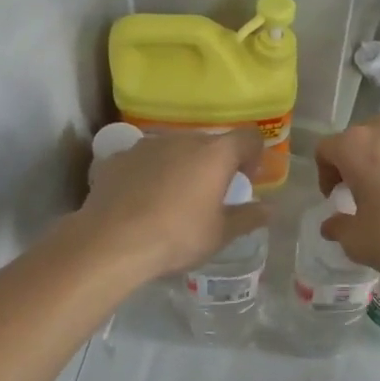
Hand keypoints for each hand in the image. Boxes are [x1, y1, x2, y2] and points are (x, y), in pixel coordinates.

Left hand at [76, 129, 267, 278]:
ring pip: (173, 149)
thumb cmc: (177, 237)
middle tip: (210, 195)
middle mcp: (182, 140)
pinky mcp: (116, 159)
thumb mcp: (220, 234)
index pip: (248, 137)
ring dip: (180, 166)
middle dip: (215, 164)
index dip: (254, 155)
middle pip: (209, 142)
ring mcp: (145, 146)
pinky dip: (148, 174)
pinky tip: (140, 201)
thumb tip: (268, 210)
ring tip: (172, 198)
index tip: (245, 180)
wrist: (111, 243)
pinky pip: (142, 161)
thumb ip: (247, 218)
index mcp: (215, 154)